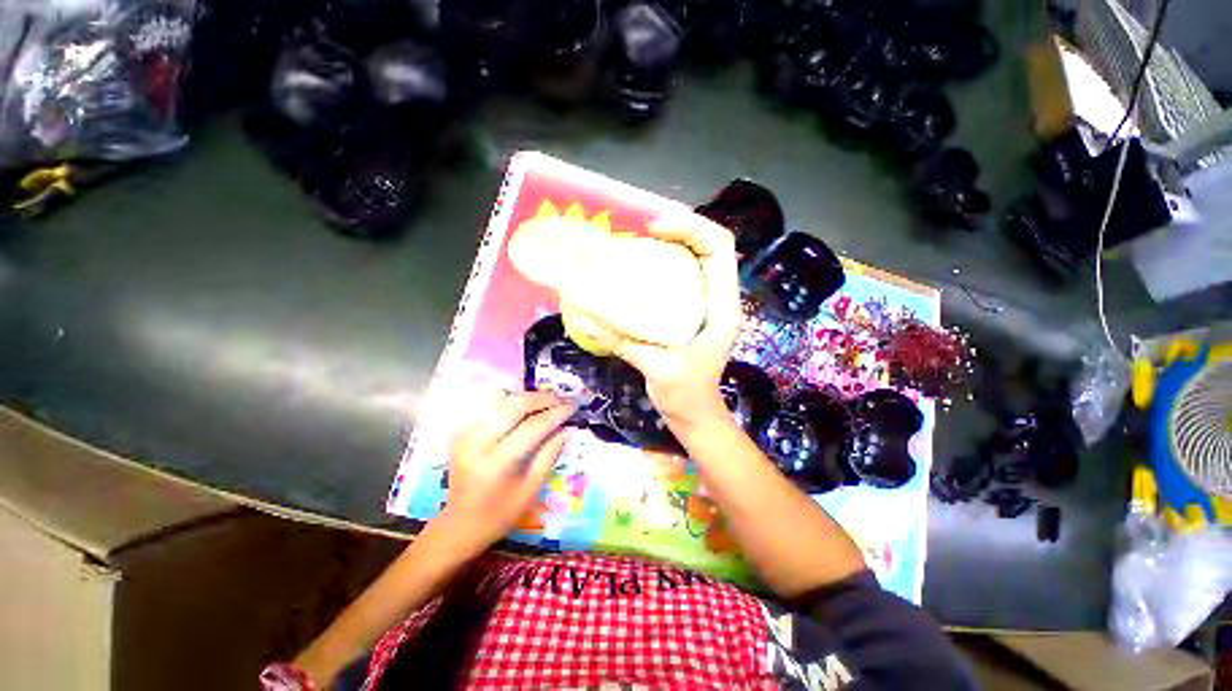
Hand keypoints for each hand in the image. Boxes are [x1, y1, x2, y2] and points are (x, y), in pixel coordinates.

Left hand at [436, 391, 574, 554]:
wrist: (460, 524)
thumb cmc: (500, 513)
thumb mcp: (531, 488)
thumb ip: (550, 454)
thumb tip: (568, 428)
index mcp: (498, 462)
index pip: (533, 426)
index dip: (556, 413)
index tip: (573, 406)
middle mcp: (478, 441)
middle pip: (516, 405)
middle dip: (543, 398)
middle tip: (563, 398)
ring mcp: (466, 433)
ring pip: (503, 400)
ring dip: (529, 397)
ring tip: (549, 400)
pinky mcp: (462, 431)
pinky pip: (491, 407)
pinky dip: (511, 402)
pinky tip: (526, 407)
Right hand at [613, 212, 741, 433]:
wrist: (695, 413)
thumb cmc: (686, 395)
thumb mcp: (657, 368)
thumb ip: (624, 341)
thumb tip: (584, 315)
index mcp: (722, 307)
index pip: (719, 249)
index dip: (692, 228)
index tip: (654, 228)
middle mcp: (718, 298)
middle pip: (709, 245)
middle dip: (680, 227)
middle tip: (643, 228)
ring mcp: (705, 303)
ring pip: (696, 257)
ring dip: (672, 242)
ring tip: (639, 239)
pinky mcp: (690, 310)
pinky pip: (681, 275)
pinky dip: (663, 263)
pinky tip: (639, 266)